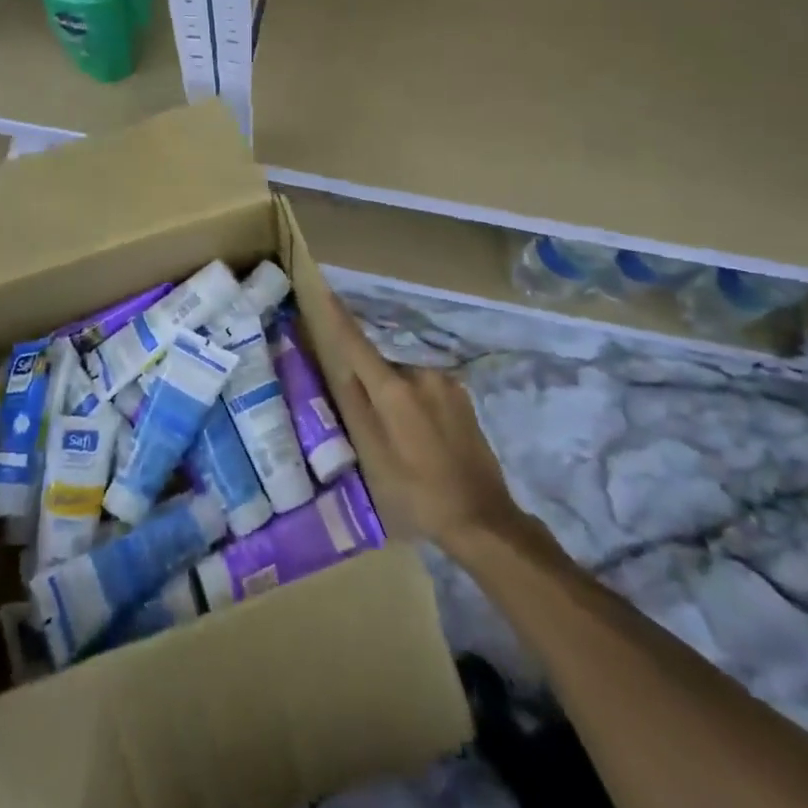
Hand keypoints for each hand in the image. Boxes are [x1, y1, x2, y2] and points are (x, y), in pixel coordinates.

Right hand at [317, 287, 528, 561]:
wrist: (483, 518)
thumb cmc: (417, 494)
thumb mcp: (374, 458)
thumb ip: (354, 408)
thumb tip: (340, 368)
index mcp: (394, 390)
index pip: (357, 345)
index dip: (338, 318)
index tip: (324, 288)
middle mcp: (421, 374)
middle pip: (381, 367)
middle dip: (370, 384)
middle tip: (369, 424)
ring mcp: (446, 382)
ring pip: (405, 379)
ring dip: (395, 396)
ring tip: (399, 439)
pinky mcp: (462, 395)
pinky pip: (426, 389)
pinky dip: (415, 404)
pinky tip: (422, 439)